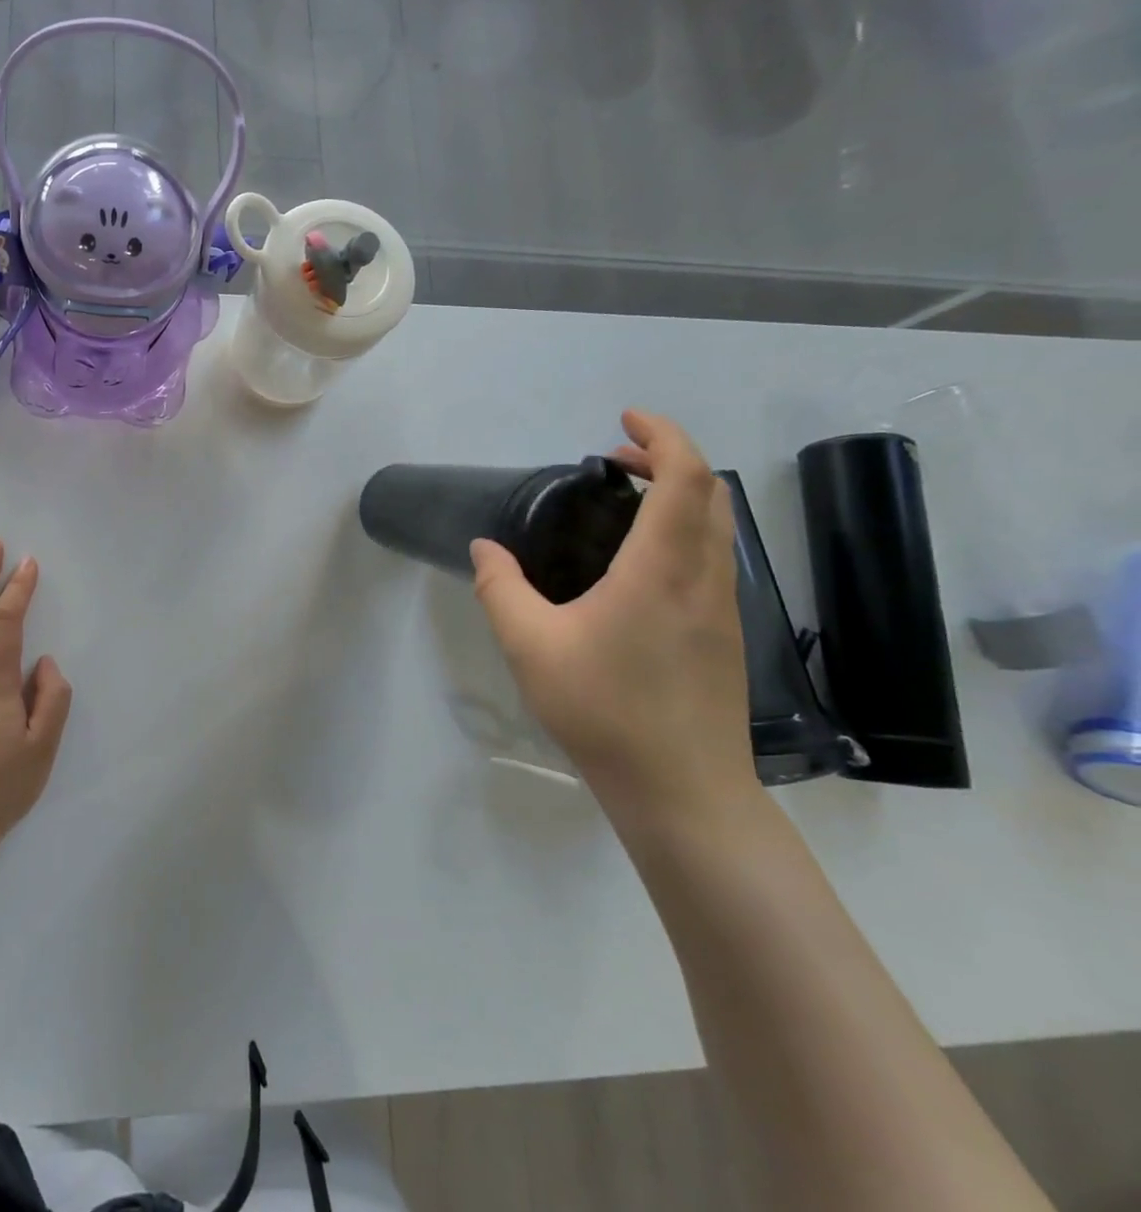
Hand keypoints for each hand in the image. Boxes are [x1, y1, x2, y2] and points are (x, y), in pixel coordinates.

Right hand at [470, 410, 754, 818]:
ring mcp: (724, 608)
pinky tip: (636, 566)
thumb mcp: (530, 645)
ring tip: (621, 505)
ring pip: (716, 526)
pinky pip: (711, 558)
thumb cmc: (603, 709)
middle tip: (613, 461)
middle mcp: (704, 577)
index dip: (662, 435)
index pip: (684, 476)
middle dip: (667, 459)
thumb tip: (485, 548)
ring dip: (678, 496)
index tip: (622, 421)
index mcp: (662, 568)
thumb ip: (500, 588)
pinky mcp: (726, 635)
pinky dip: (682, 532)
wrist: (682, 790)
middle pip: (709, 492)